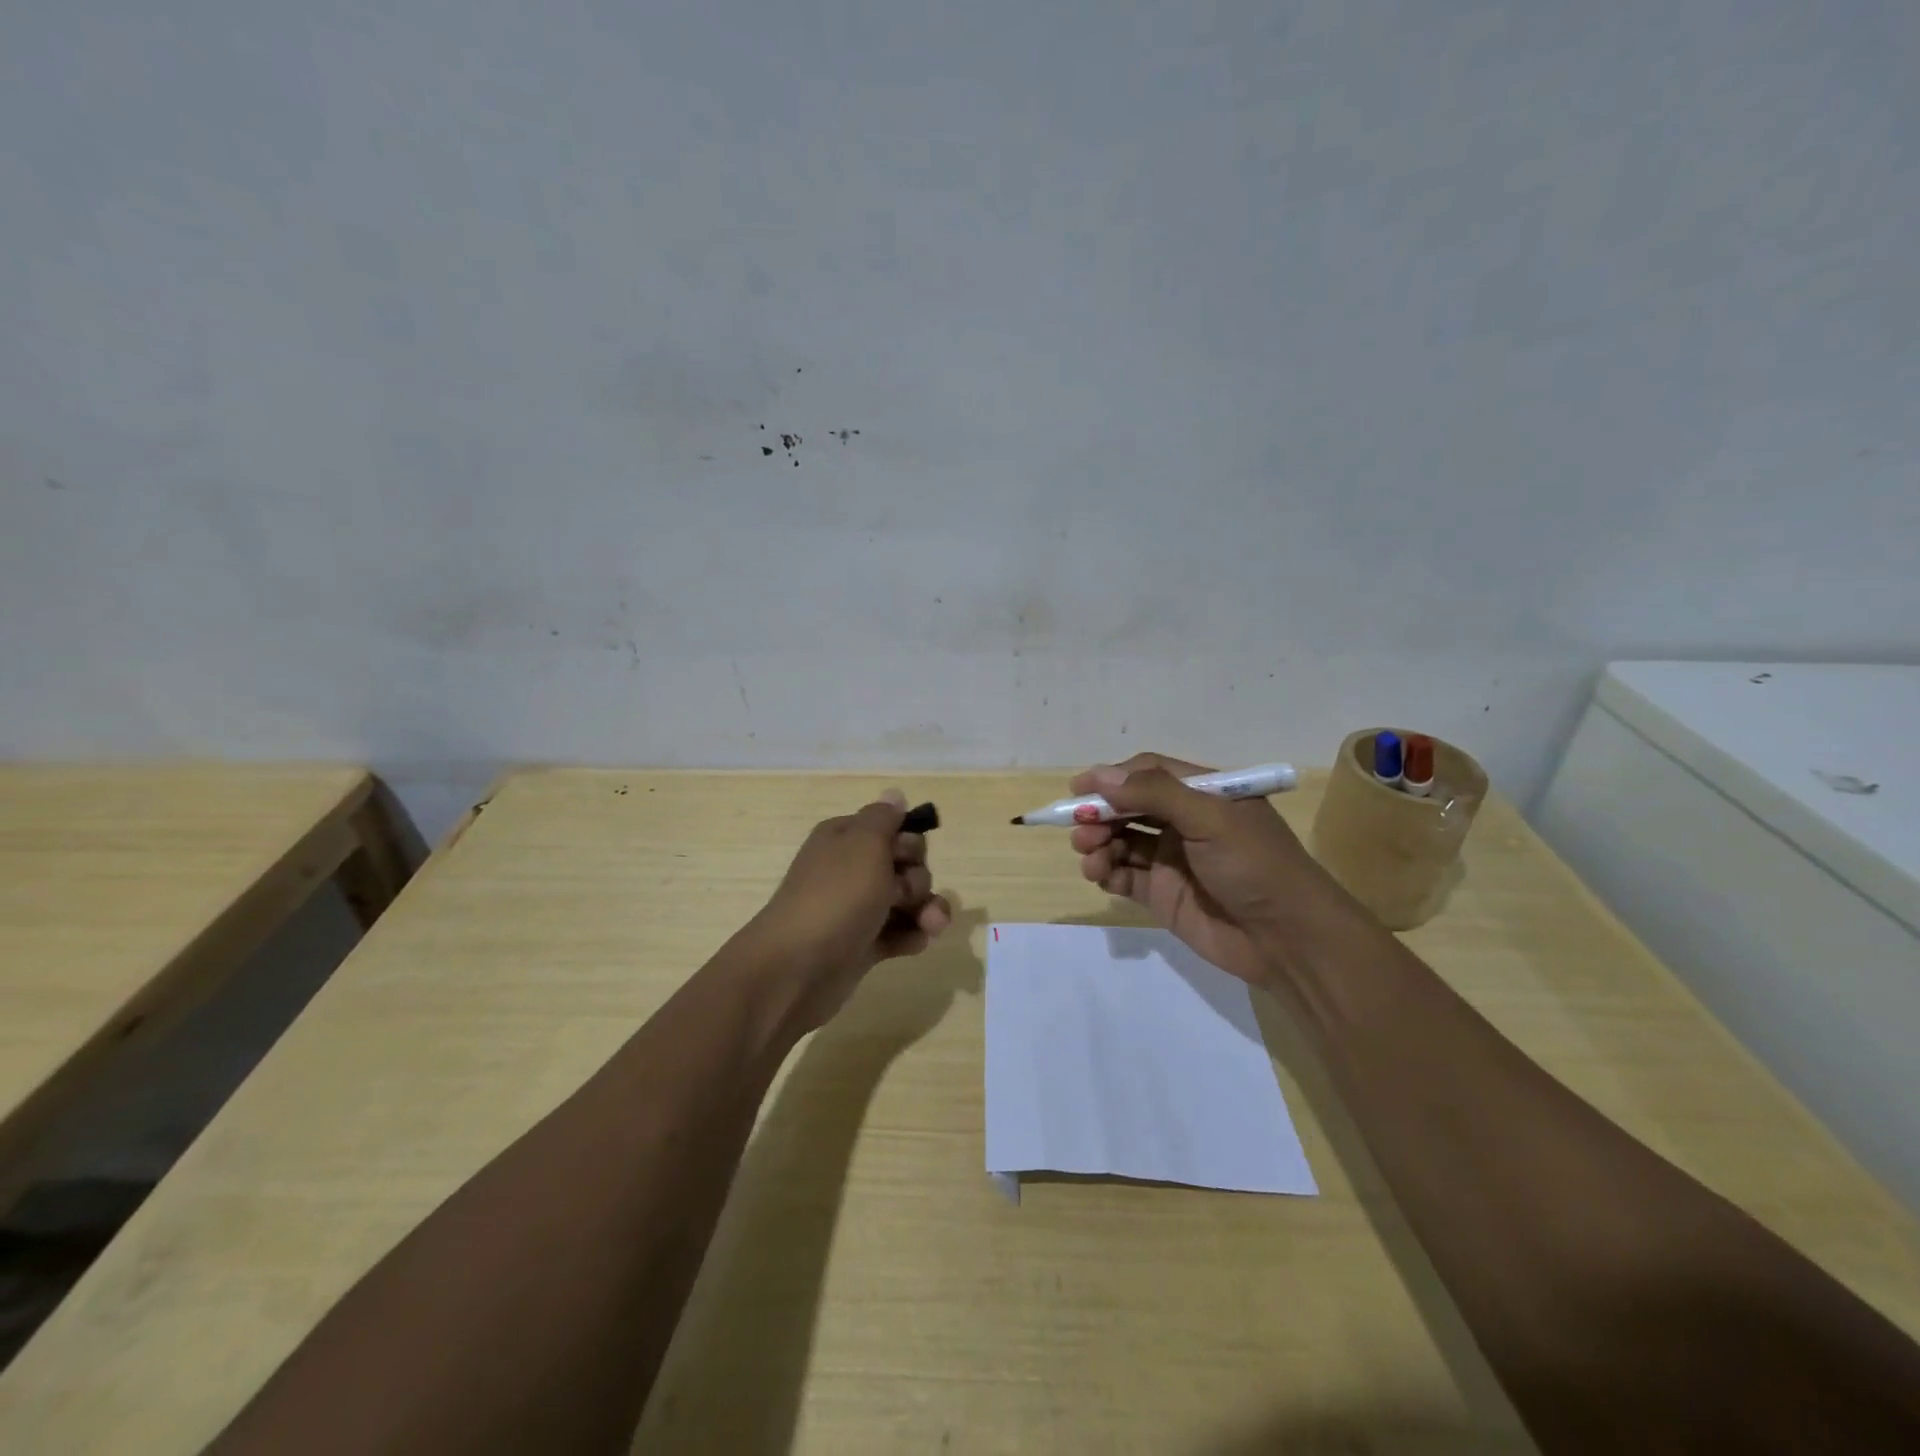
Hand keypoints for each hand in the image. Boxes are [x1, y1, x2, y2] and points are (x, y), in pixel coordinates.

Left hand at [740, 789, 951, 1031]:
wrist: (796, 968)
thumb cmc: (836, 897)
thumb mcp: (864, 843)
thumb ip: (885, 818)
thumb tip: (894, 794)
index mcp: (845, 838)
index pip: (892, 828)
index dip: (909, 842)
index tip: (905, 857)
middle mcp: (850, 869)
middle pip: (904, 865)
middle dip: (919, 879)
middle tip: (905, 895)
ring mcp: (856, 909)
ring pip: (906, 901)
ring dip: (925, 910)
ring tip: (931, 926)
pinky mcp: (862, 944)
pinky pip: (898, 932)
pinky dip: (911, 936)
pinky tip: (915, 944)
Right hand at [1068, 753, 1347, 987]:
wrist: (1289, 940)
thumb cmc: (1256, 865)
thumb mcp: (1211, 818)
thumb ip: (1155, 794)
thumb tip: (1101, 776)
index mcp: (1203, 794)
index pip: (1148, 773)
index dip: (1112, 778)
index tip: (1078, 789)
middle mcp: (1184, 822)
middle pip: (1128, 807)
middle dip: (1100, 814)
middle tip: (1080, 828)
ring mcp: (1171, 860)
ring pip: (1120, 841)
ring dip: (1098, 843)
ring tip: (1090, 856)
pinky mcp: (1162, 895)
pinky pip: (1123, 876)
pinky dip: (1105, 873)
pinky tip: (1101, 876)